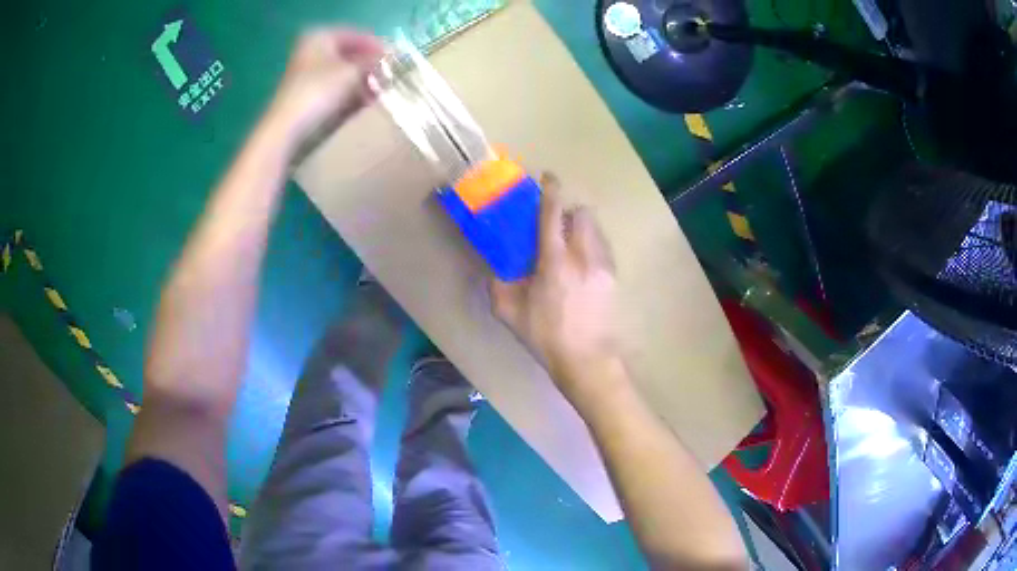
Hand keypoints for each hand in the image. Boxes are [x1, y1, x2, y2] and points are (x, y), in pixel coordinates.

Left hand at [265, 28, 384, 150]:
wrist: (288, 128)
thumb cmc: (319, 91)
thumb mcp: (353, 71)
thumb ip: (373, 61)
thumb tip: (391, 57)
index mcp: (320, 36)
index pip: (358, 36)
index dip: (378, 46)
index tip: (396, 59)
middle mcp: (312, 50)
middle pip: (349, 53)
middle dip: (370, 65)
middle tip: (389, 76)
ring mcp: (307, 73)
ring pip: (342, 72)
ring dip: (362, 80)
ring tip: (380, 91)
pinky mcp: (306, 93)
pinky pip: (334, 87)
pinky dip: (350, 92)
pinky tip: (364, 102)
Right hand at [490, 174, 624, 401]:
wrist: (587, 360)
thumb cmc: (547, 336)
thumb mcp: (511, 313)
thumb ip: (497, 286)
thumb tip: (492, 270)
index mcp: (555, 260)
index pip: (553, 214)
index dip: (551, 191)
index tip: (548, 177)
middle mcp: (583, 255)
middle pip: (582, 213)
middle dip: (569, 211)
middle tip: (554, 224)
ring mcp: (603, 265)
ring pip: (596, 229)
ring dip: (581, 228)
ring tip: (569, 246)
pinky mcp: (614, 277)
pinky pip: (603, 247)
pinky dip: (592, 245)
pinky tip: (582, 266)